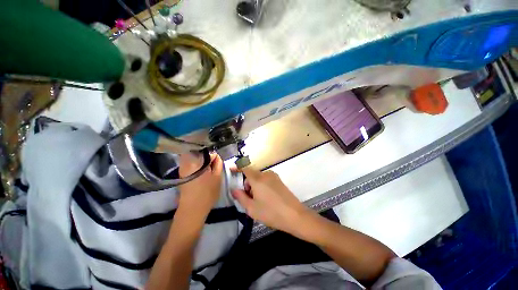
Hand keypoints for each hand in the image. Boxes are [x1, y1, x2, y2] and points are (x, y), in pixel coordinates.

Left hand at [177, 152, 222, 218]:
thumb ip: (218, 163)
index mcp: (196, 161)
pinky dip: (197, 164)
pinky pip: (191, 163)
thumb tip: (216, 155)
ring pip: (194, 156)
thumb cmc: (207, 192)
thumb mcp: (218, 176)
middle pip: (199, 151)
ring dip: (202, 159)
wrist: (192, 209)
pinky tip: (202, 171)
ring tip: (208, 167)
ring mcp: (182, 167)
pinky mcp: (181, 173)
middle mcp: (186, 161)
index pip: (207, 150)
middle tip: (213, 163)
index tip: (217, 161)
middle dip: (207, 155)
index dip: (213, 154)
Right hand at [231, 167, 311, 234]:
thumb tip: (234, 189)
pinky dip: (262, 185)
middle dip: (247, 184)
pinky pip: (266, 179)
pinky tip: (266, 198)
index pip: (245, 168)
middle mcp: (266, 174)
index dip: (237, 167)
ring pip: (259, 177)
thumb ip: (240, 197)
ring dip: (255, 185)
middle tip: (249, 198)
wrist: (294, 215)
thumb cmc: (271, 212)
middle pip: (252, 174)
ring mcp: (274, 176)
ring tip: (258, 200)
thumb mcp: (252, 208)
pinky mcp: (279, 180)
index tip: (231, 169)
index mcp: (257, 179)